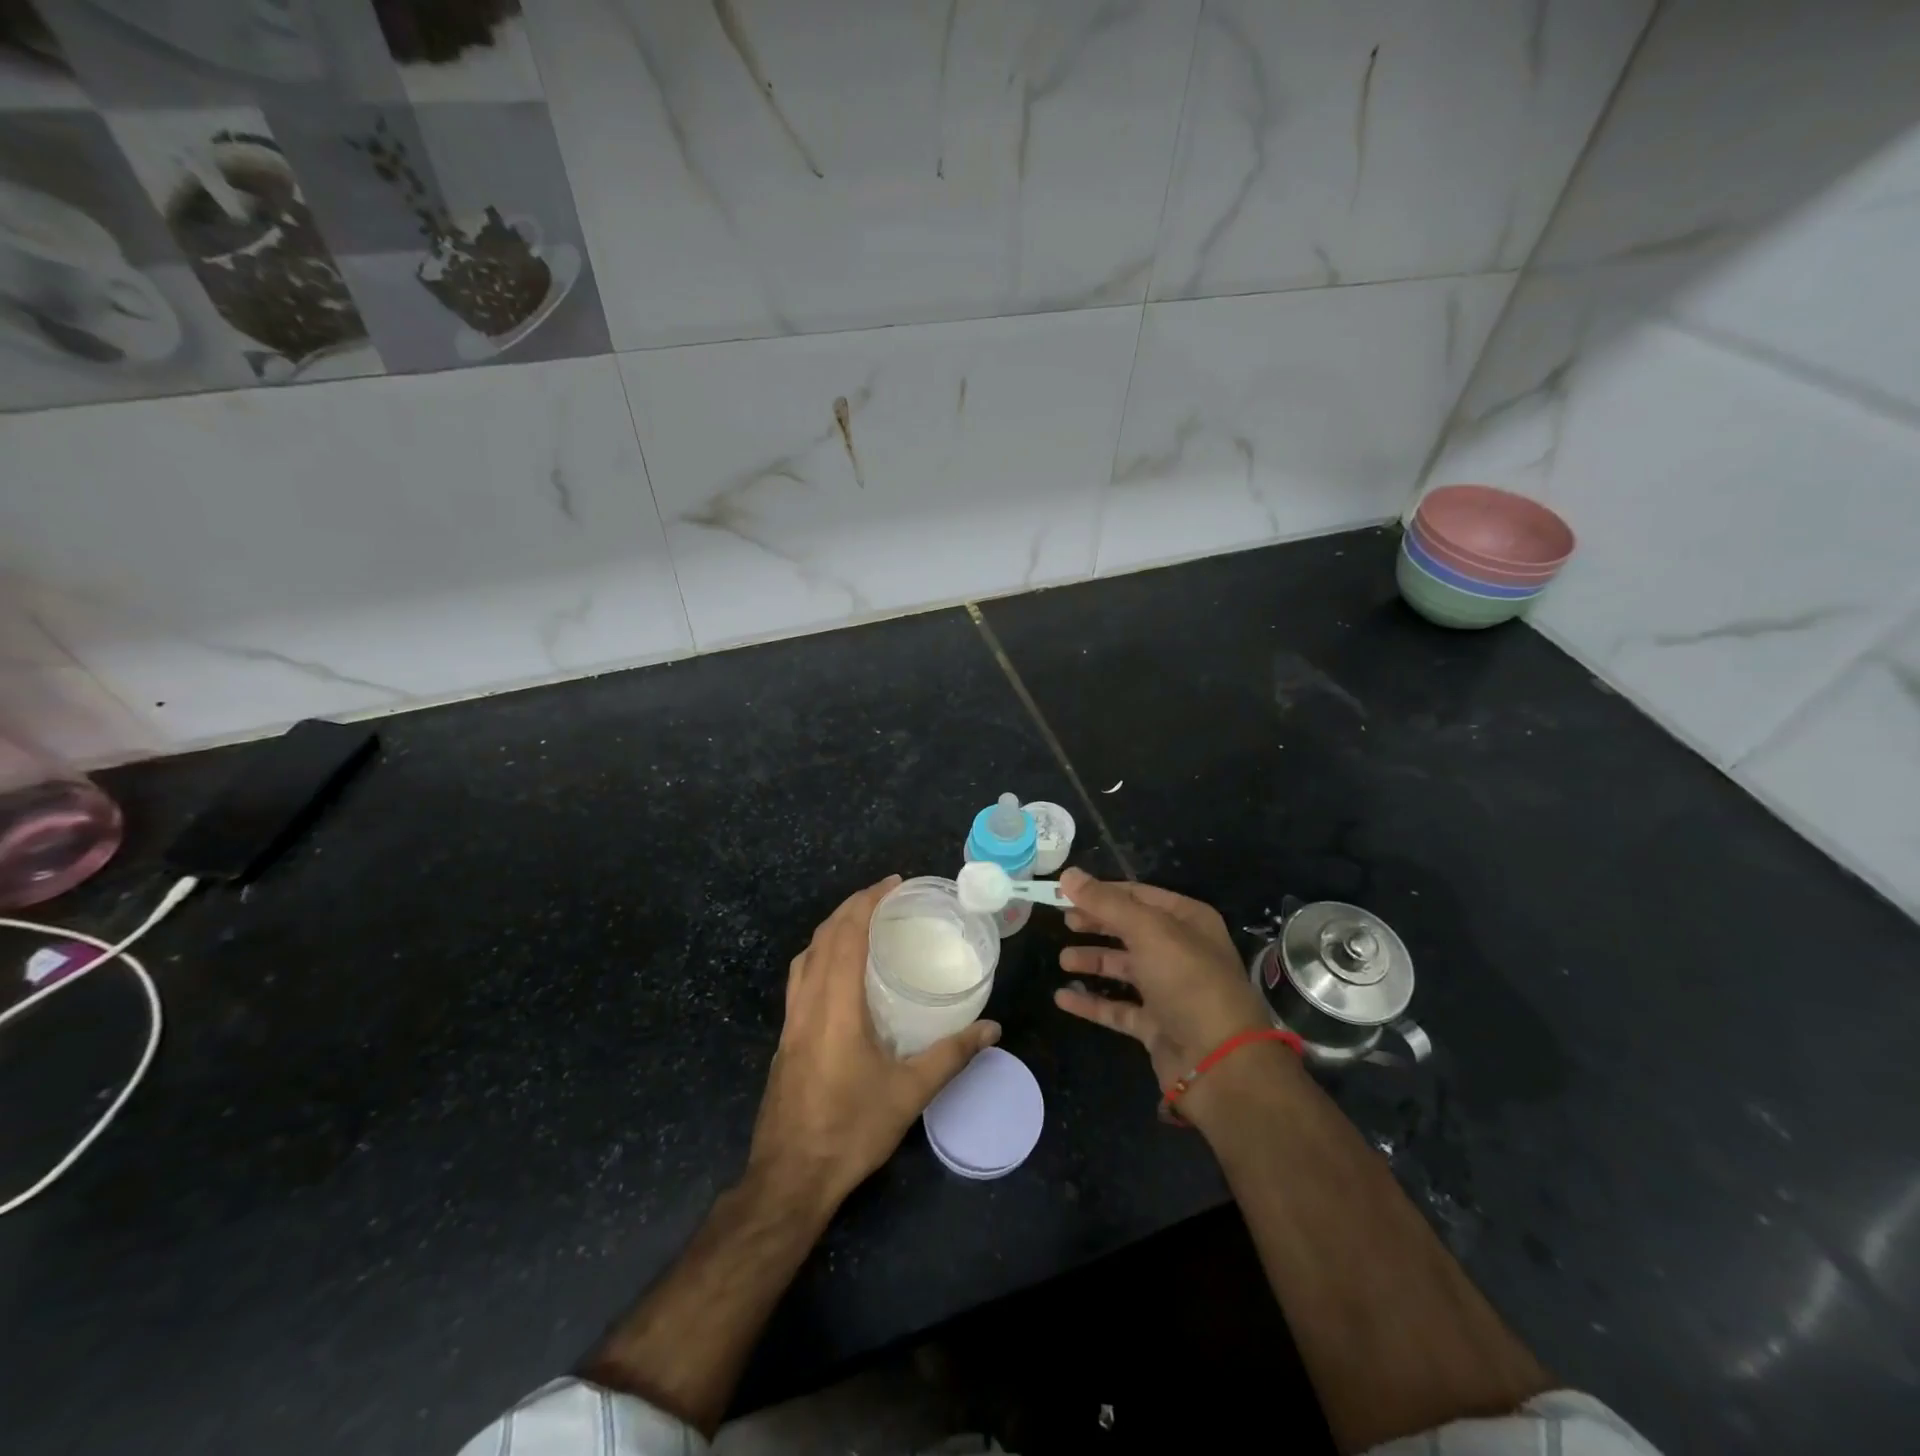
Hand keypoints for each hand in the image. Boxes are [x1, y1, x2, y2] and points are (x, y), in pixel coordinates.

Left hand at [749, 875, 999, 1208]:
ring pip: (805, 957)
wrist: (789, 1178)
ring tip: (863, 924)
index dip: (866, 902)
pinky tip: (841, 974)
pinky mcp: (785, 1039)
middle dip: (851, 908)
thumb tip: (992, 1029)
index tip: (893, 884)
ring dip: (832, 930)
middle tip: (885, 897)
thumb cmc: (850, 1130)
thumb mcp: (909, 1094)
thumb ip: (951, 1056)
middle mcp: (807, 1004)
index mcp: (834, 1006)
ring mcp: (790, 1022)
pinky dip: (820, 956)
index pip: (845, 936)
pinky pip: (800, 979)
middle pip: (822, 938)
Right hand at [1054, 869, 1272, 1091]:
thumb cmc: (1187, 980)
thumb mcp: (1147, 930)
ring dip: (1093, 961)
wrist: (1219, 1060)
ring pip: (1124, 968)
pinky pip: (1118, 1008)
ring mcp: (1169, 990)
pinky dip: (1091, 1002)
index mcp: (1187, 920)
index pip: (1138, 894)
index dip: (1102, 892)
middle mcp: (1181, 950)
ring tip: (1063, 960)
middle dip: (1097, 924)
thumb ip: (1106, 902)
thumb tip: (1068, 874)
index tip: (1066, 891)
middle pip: (1130, 929)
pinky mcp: (1156, 1025)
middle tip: (1064, 921)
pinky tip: (1062, 998)